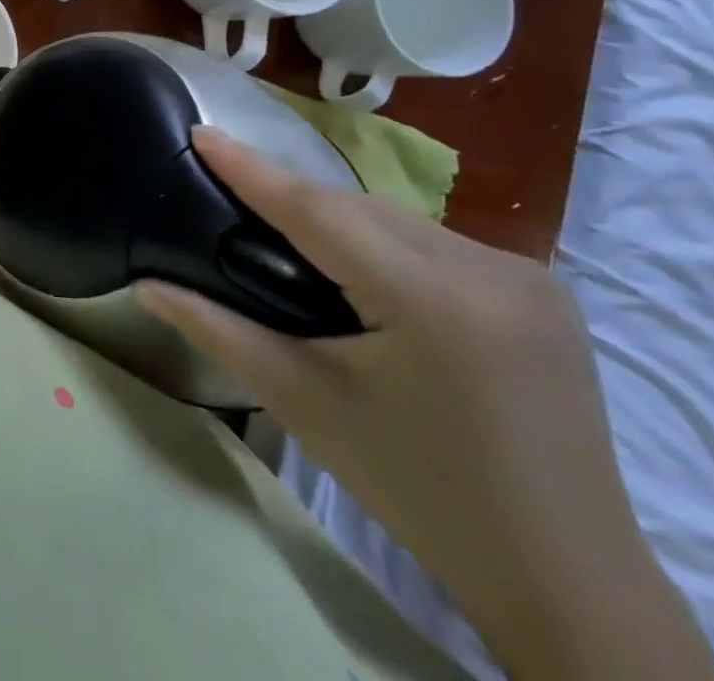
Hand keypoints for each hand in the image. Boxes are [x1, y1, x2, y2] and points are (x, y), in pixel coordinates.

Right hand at [135, 129, 713, 680]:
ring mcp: (530, 277)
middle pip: (360, 209)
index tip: (201, 131)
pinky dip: (386, 240)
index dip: (252, 168)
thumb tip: (146, 286)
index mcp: (432, 302)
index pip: (317, 210)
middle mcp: (490, 271)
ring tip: (287, 231)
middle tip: (231, 190)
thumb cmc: (418, 492)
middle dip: (292, 196)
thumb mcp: (304, 404)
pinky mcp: (547, 291)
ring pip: (398, 219)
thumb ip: (218, 331)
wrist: (568, 582)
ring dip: (340, 218)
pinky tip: (364, 267)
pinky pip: (438, 241)